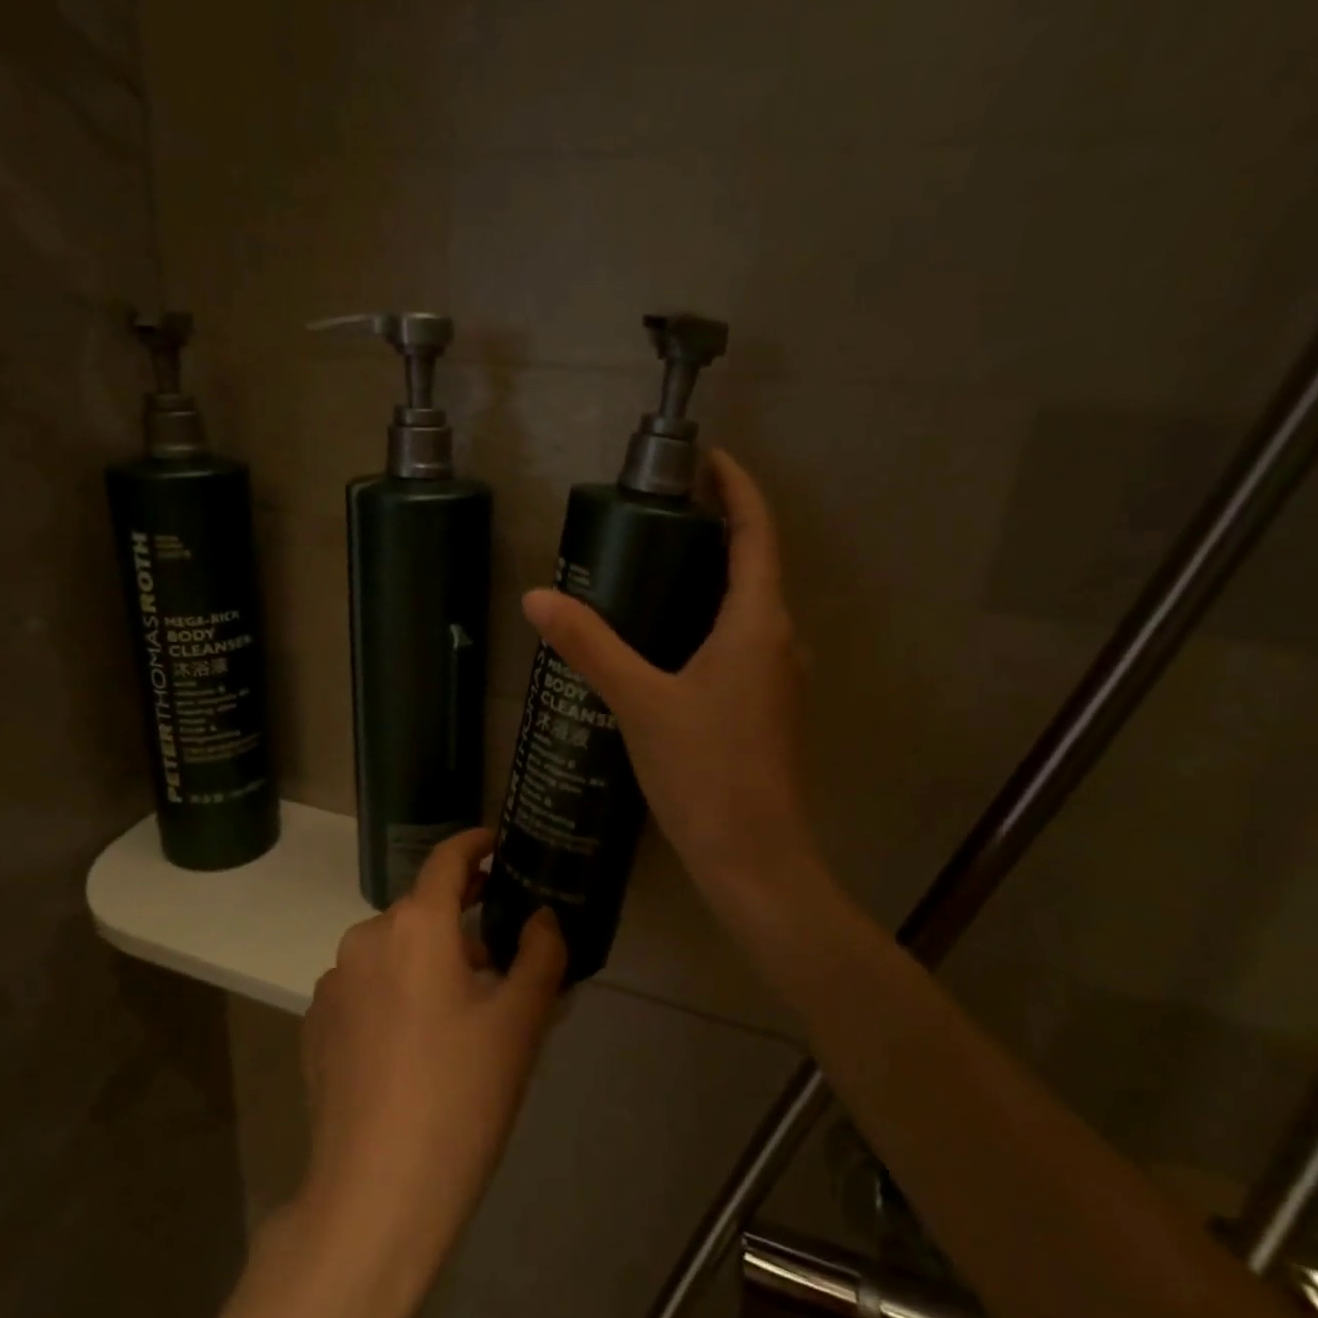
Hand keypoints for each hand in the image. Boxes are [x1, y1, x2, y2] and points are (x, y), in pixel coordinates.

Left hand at [175, 830, 566, 1317]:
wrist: (374, 1196)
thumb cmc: (460, 1097)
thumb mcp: (519, 1023)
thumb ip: (539, 954)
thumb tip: (540, 917)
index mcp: (416, 925)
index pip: (448, 859)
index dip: (475, 844)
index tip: (497, 845)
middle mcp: (367, 937)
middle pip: (423, 910)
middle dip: (461, 921)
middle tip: (500, 956)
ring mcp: (334, 981)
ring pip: (394, 950)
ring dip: (428, 960)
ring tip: (461, 1011)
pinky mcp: (317, 1022)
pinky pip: (367, 986)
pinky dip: (395, 991)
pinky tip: (414, 1044)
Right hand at [522, 450, 812, 904]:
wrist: (754, 858)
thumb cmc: (706, 773)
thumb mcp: (640, 703)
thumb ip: (590, 646)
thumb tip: (538, 597)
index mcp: (758, 624)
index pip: (756, 533)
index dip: (737, 489)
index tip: (706, 459)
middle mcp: (779, 640)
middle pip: (754, 565)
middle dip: (717, 528)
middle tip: (661, 512)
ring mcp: (777, 677)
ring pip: (747, 607)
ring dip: (712, 576)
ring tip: (656, 564)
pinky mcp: (764, 706)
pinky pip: (741, 641)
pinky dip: (709, 619)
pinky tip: (667, 638)